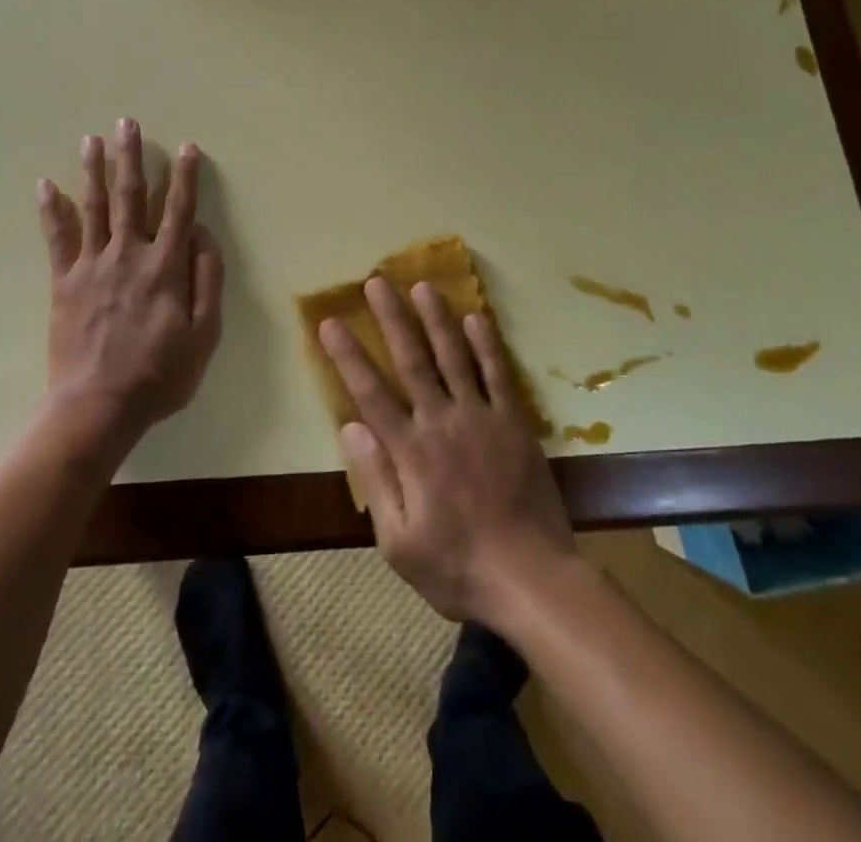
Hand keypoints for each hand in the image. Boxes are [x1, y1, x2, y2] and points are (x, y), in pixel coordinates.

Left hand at [38, 118, 224, 448]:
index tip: (186, 148)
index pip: (178, 210)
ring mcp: (92, 266)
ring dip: (93, 170)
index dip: (184, 177)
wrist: (98, 406)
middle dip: (131, 157)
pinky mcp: (64, 283)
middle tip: (127, 123)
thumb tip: (203, 235)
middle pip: (130, 196)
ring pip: (93, 207)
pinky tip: (44, 185)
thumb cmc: (160, 374)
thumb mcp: (204, 334)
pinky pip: (56, 239)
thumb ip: (207, 280)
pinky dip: (50, 210)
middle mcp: (128, 255)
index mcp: (165, 266)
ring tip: (92, 139)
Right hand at [320, 279, 574, 623]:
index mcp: (410, 451)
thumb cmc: (457, 567)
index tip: (330, 321)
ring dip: (437, 319)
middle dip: (392, 318)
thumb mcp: (399, 542)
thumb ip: (375, 480)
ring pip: (454, 357)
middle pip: (412, 360)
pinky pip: (498, 374)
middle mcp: (442, 422)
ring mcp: (481, 417)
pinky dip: (486, 345)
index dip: (348, 355)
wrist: (530, 578)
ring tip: (423, 286)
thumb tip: (350, 426)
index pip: (370, 392)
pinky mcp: (514, 422)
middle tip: (377, 281)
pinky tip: (476, 318)